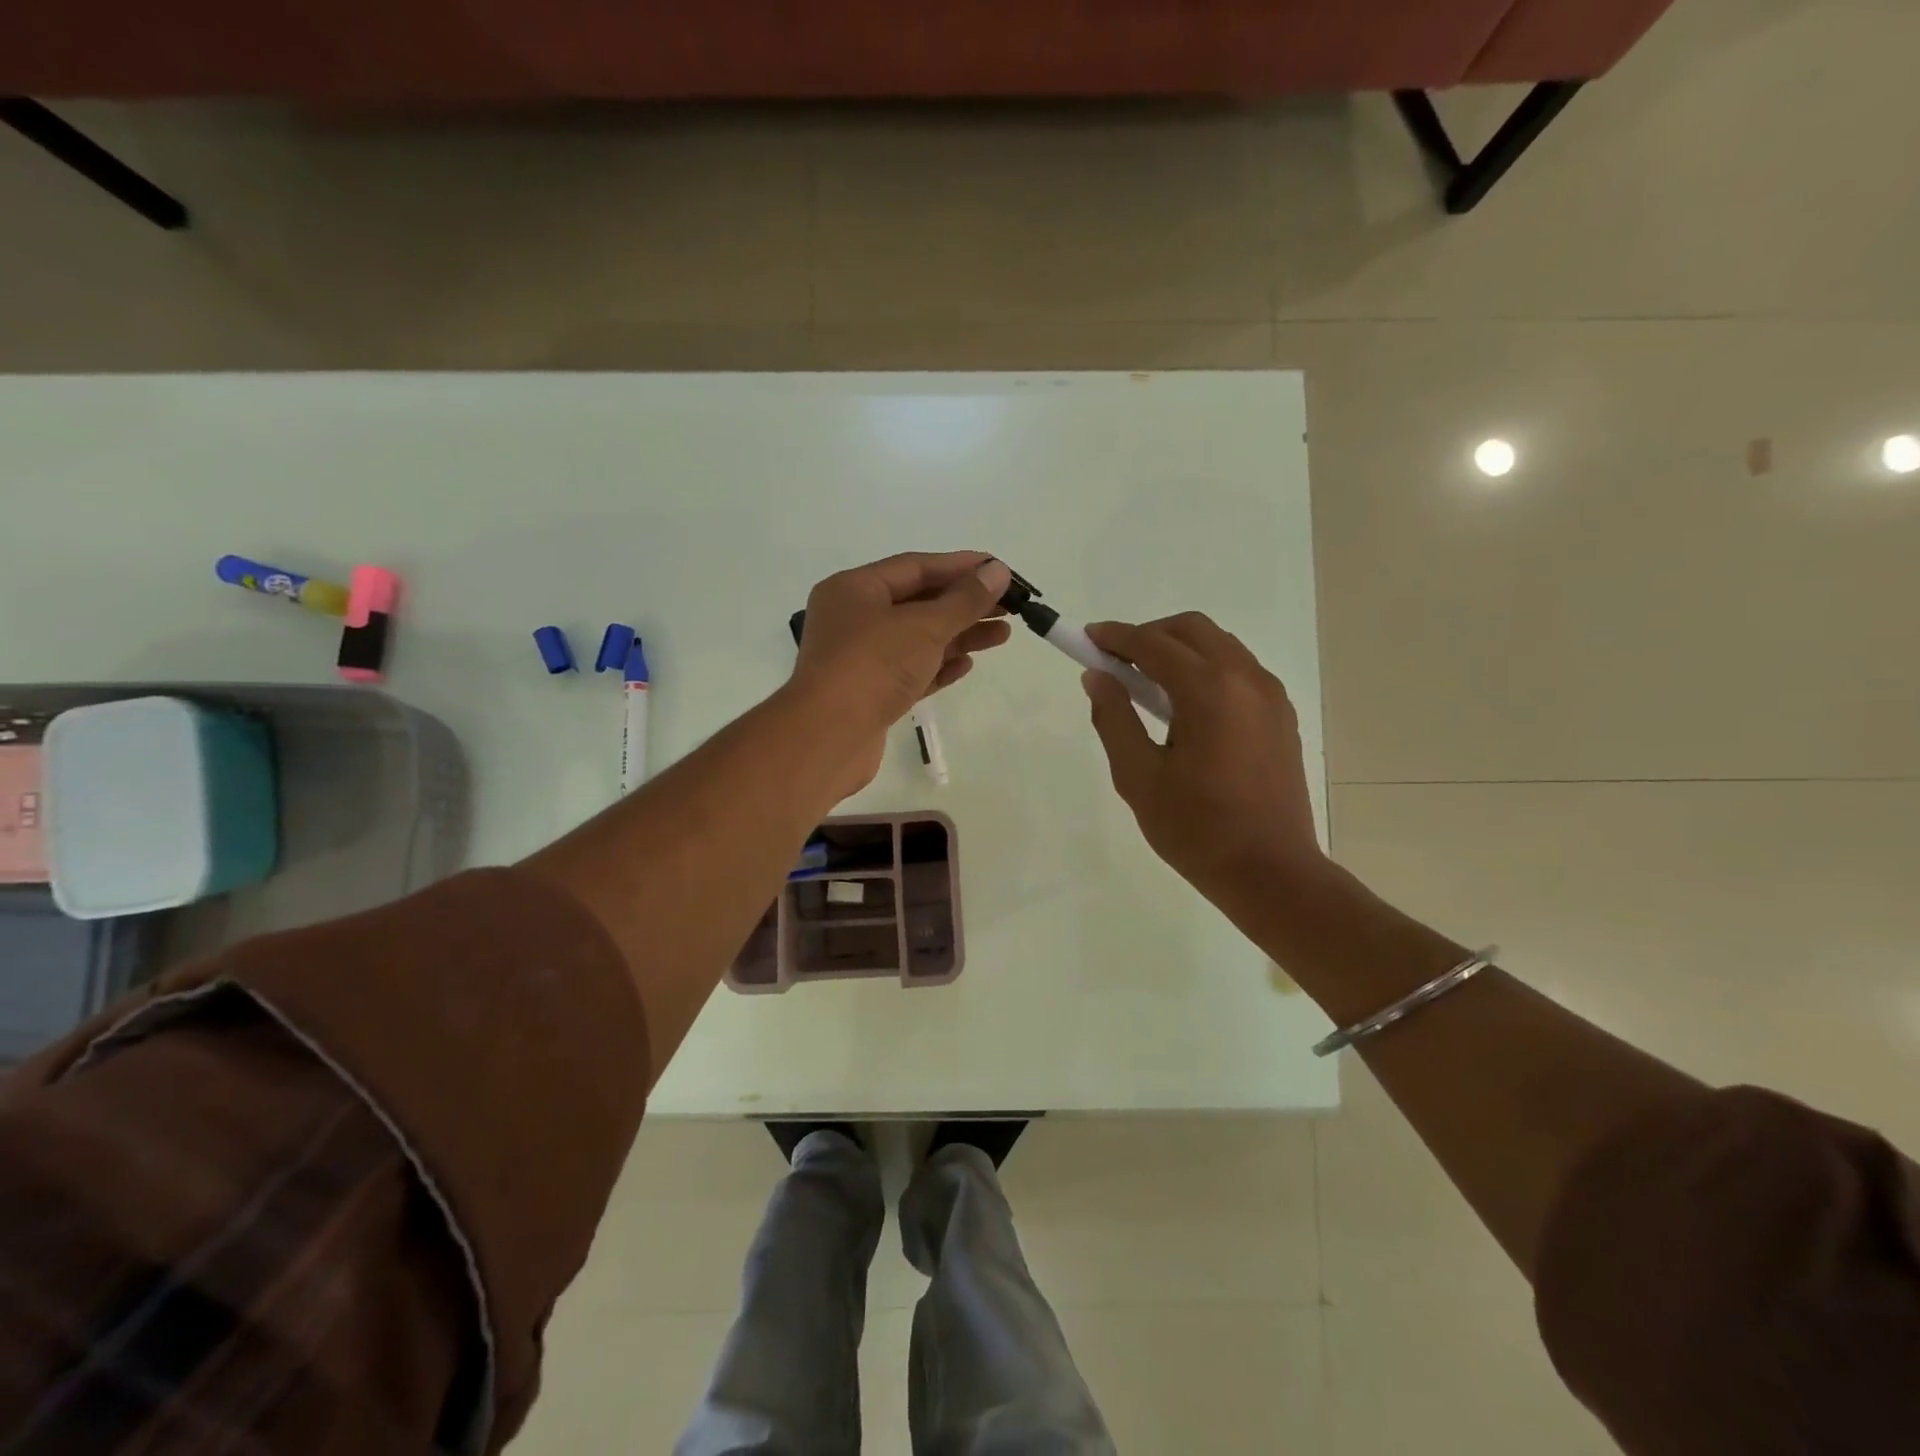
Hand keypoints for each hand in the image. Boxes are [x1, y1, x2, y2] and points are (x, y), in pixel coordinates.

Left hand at [790, 552, 1012, 789]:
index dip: (960, 566)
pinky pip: (912, 670)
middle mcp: (854, 618)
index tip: (1000, 569)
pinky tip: (968, 664)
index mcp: (855, 589)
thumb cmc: (873, 666)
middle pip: (919, 602)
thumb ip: (964, 600)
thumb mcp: (923, 626)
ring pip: (918, 639)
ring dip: (960, 635)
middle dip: (965, 604)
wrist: (828, 737)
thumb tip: (997, 571)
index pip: (915, 567)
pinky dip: (939, 665)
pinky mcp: (872, 693)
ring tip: (1002, 635)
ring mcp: (862, 658)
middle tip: (1010, 605)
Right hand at [1082, 613, 1329, 917]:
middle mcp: (1246, 679)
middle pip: (1192, 630)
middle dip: (1149, 635)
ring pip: (1220, 646)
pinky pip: (1239, 670)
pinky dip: (1206, 669)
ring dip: (1179, 650)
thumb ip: (1114, 718)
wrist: (1271, 872)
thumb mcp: (1138, 777)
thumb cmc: (1196, 829)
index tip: (1087, 638)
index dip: (1116, 637)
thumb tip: (1097, 676)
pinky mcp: (1282, 715)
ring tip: (1148, 685)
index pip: (1153, 644)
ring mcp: (1270, 695)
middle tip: (1117, 662)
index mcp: (1209, 690)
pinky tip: (1187, 707)